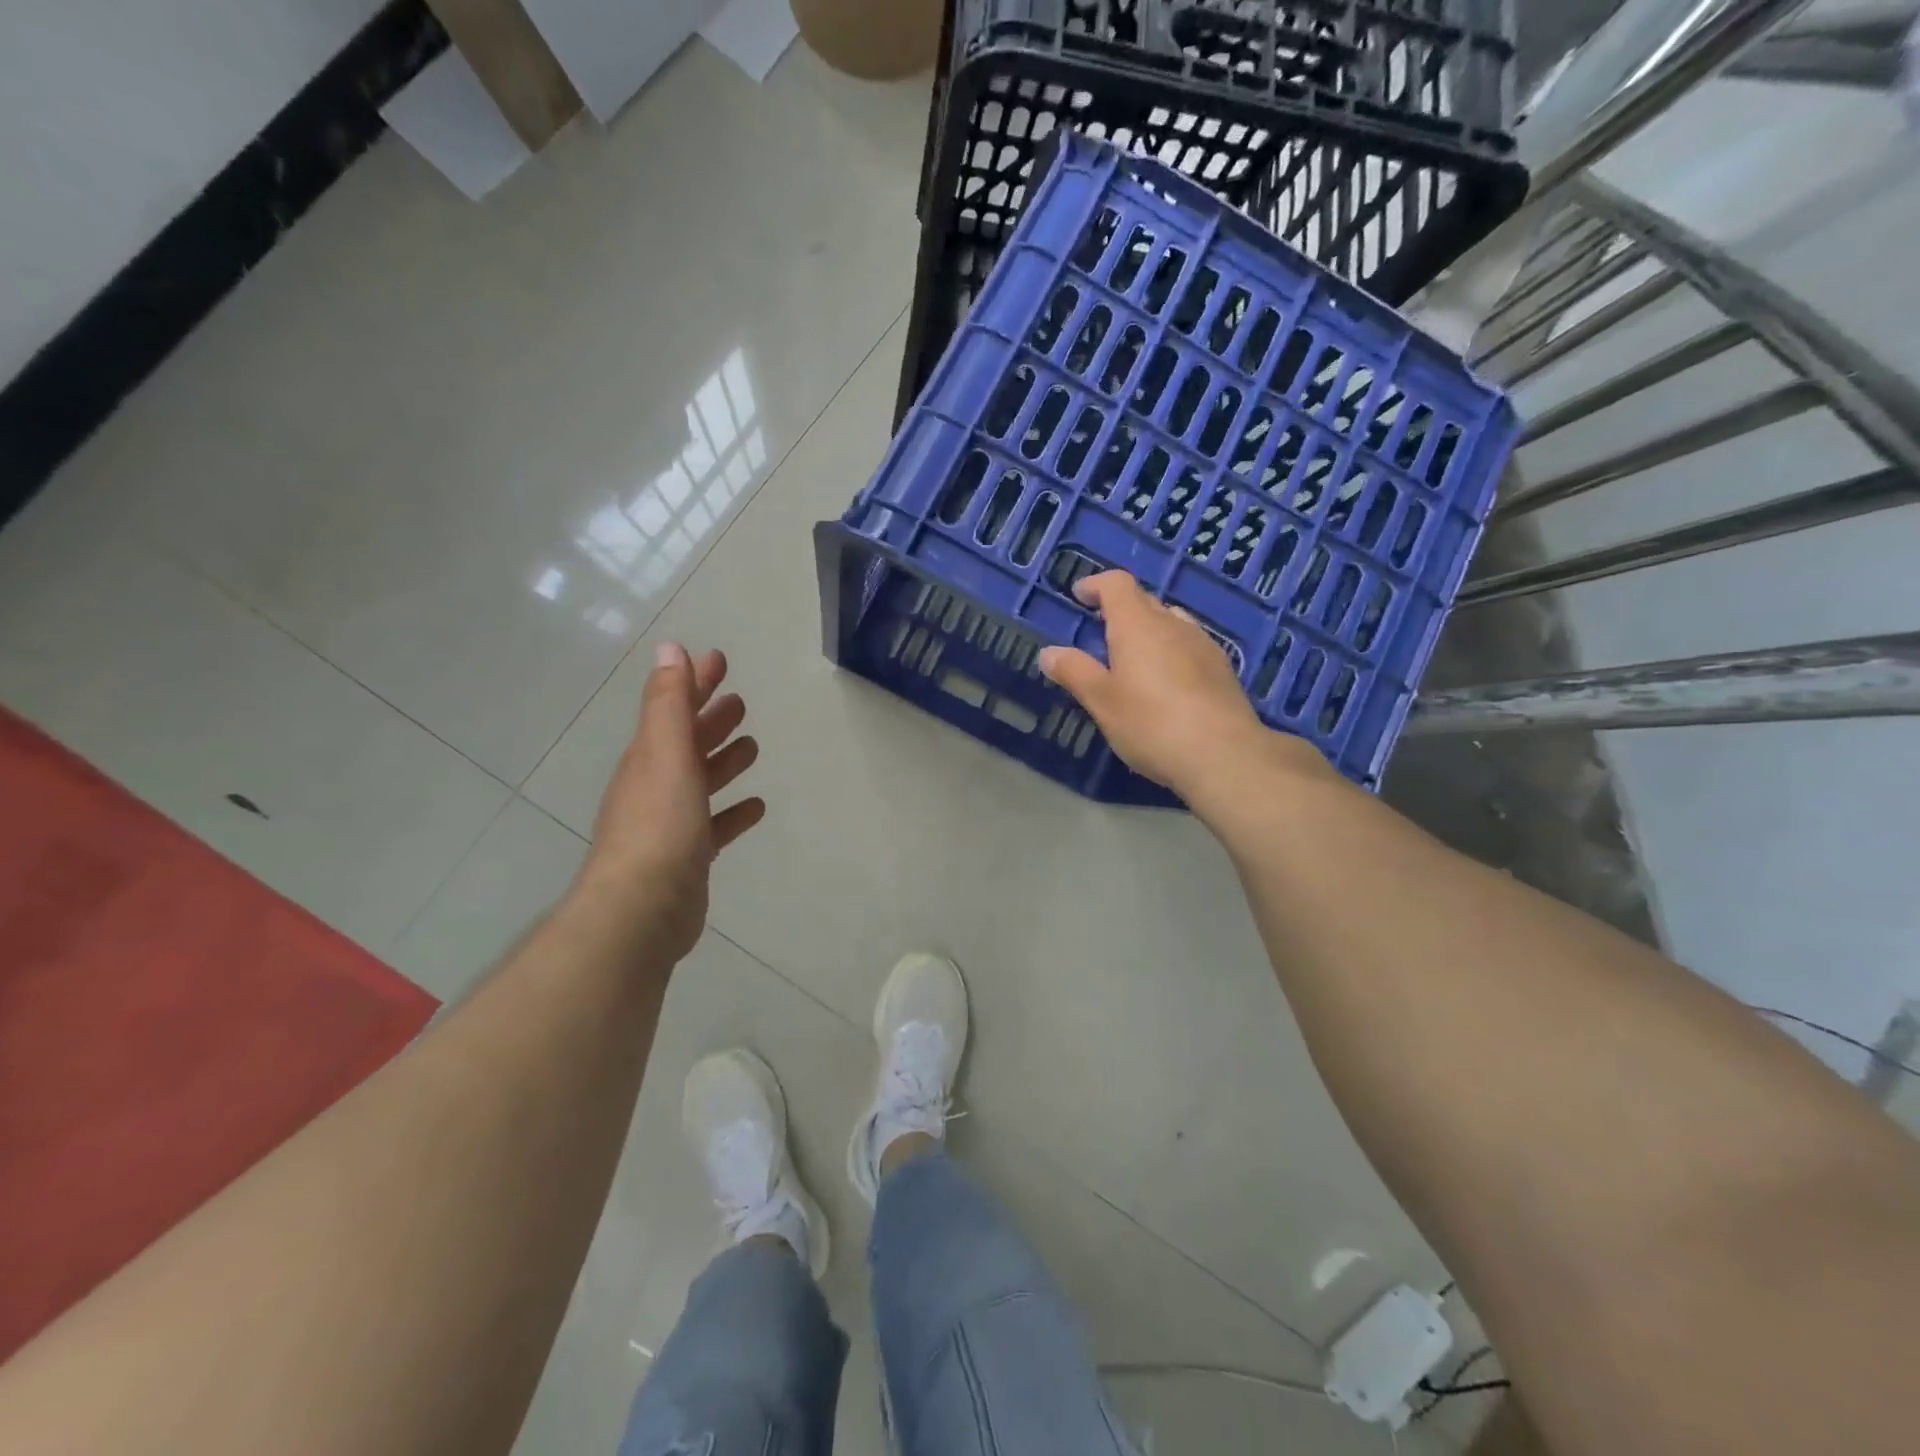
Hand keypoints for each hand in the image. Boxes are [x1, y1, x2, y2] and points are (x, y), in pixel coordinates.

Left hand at [574, 643, 765, 963]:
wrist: (642, 909)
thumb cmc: (659, 825)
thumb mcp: (664, 754)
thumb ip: (669, 703)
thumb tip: (671, 649)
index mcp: (649, 758)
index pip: (673, 708)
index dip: (694, 682)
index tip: (718, 660)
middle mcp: (656, 786)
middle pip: (687, 743)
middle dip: (710, 719)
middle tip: (739, 701)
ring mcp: (671, 823)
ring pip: (701, 781)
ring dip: (723, 760)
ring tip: (752, 746)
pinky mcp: (688, 856)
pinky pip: (715, 824)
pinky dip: (733, 811)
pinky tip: (755, 806)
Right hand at [1037, 571, 1326, 801]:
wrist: (1224, 755)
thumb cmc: (1151, 723)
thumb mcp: (1102, 701)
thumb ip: (1075, 672)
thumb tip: (1048, 652)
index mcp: (1138, 625)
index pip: (1117, 584)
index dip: (1096, 584)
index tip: (1079, 595)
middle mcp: (1173, 624)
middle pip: (1145, 600)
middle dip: (1120, 608)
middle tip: (1100, 630)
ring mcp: (1203, 645)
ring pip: (1171, 622)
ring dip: (1148, 629)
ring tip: (1132, 656)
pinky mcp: (1222, 669)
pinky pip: (1189, 645)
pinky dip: (1170, 650)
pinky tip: (1166, 681)